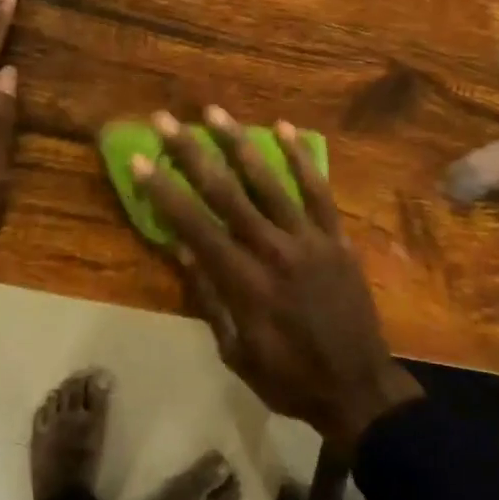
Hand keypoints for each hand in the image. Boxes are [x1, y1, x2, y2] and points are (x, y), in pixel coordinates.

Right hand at [136, 108, 422, 452]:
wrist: (358, 387)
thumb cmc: (289, 378)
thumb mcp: (236, 352)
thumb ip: (210, 299)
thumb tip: (183, 250)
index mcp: (244, 283)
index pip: (195, 227)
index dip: (164, 192)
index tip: (141, 160)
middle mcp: (274, 250)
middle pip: (226, 193)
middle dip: (192, 153)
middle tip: (167, 120)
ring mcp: (310, 239)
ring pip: (269, 182)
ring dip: (239, 144)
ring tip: (215, 112)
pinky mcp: (337, 236)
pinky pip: (318, 190)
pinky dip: (300, 158)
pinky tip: (284, 128)